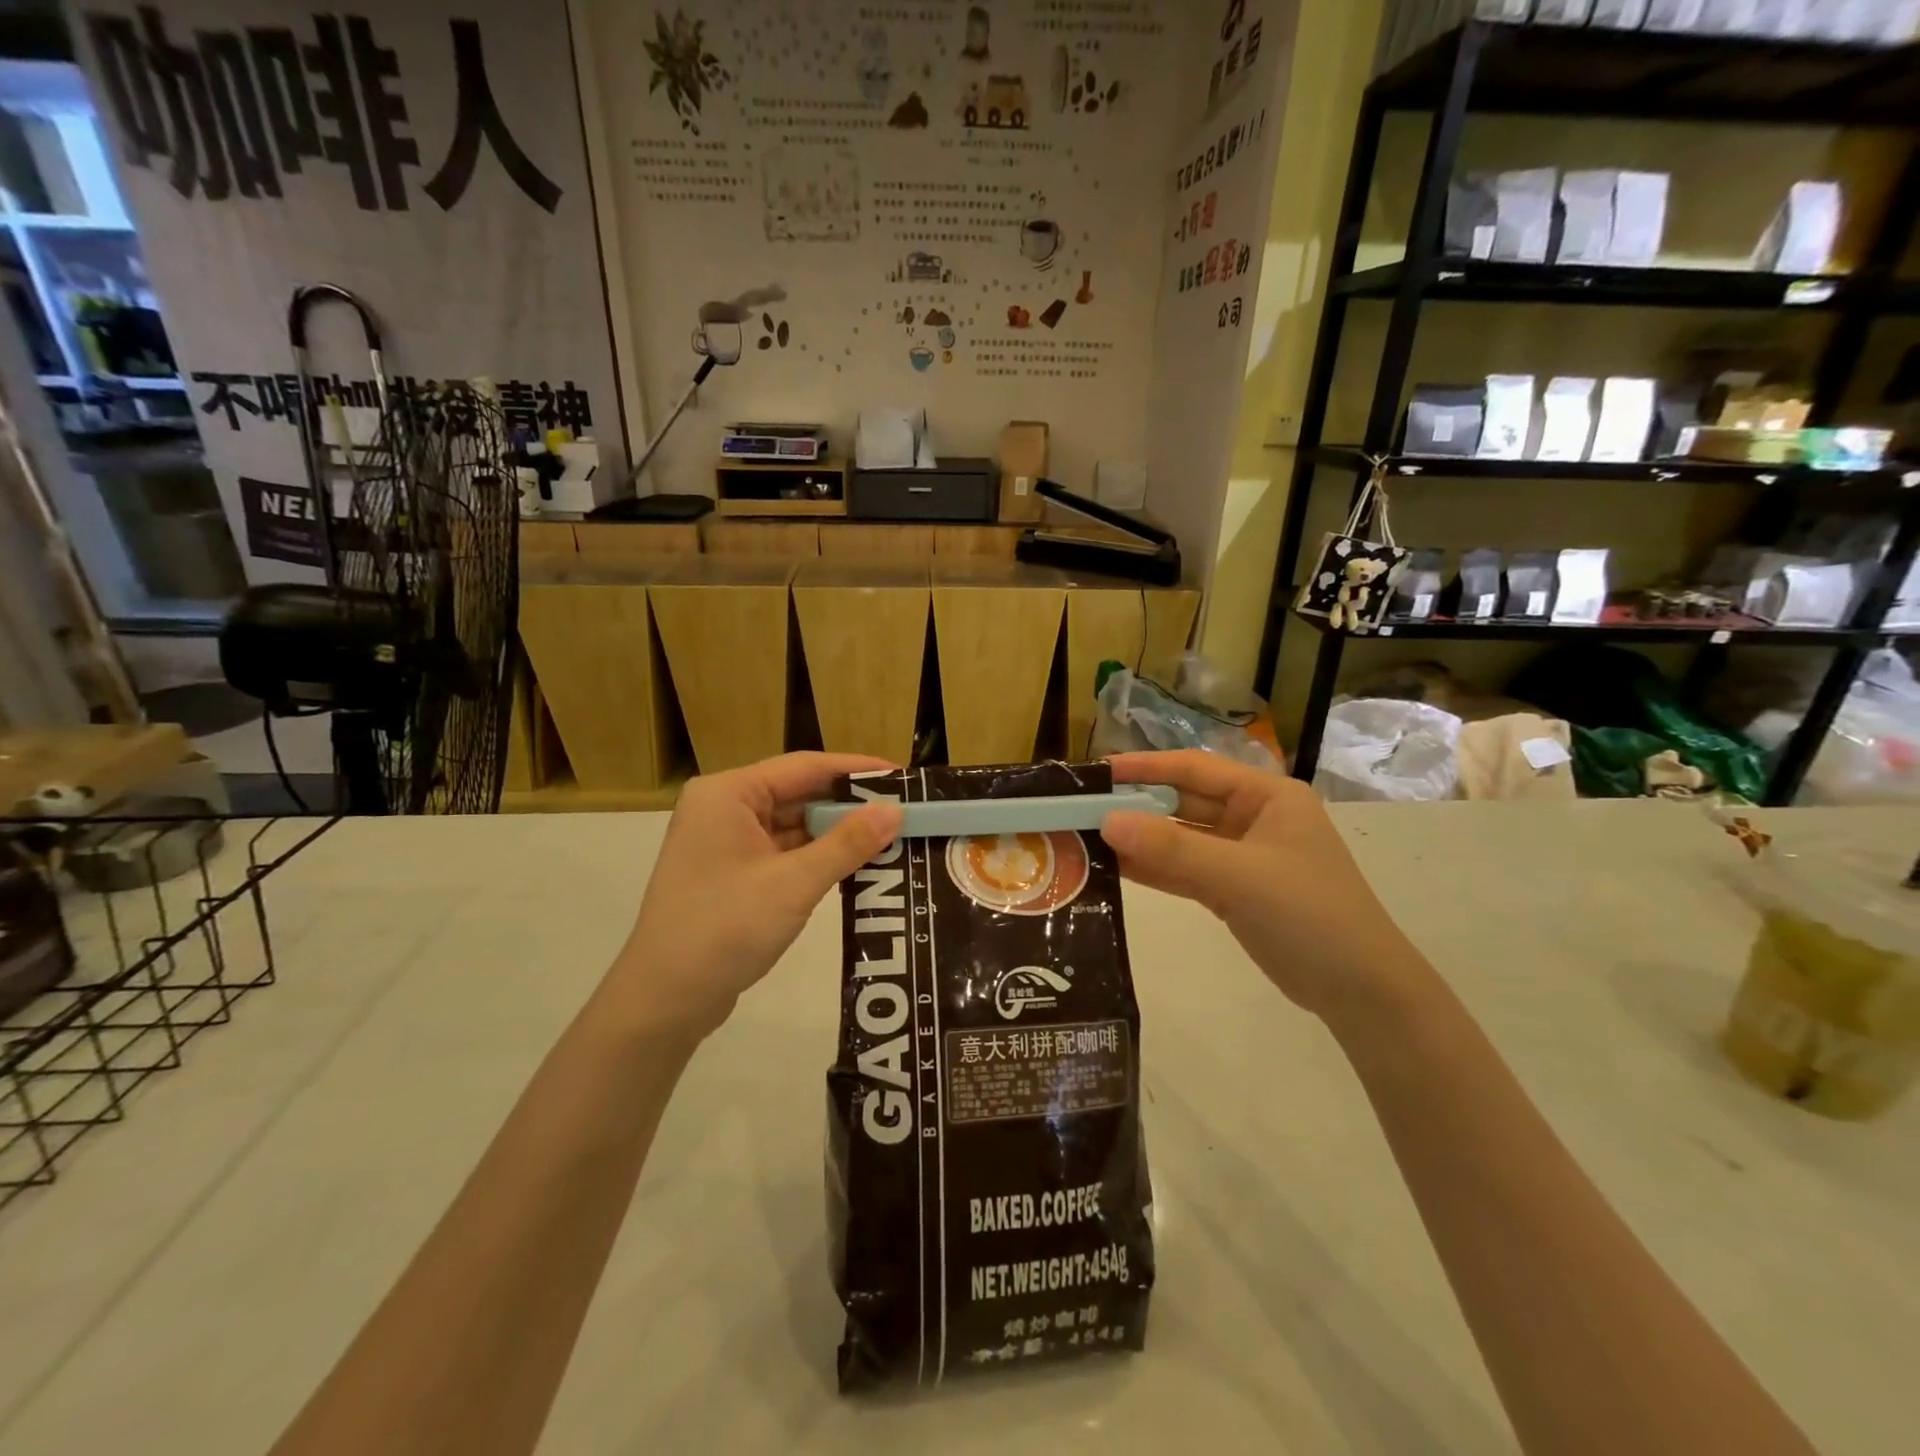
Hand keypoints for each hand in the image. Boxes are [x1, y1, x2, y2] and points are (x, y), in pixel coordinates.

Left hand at [611, 754, 902, 1039]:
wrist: (664, 1000)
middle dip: (850, 805)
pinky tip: (857, 864)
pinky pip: (785, 852)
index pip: (804, 767)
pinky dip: (818, 857)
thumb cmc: (724, 928)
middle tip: (904, 810)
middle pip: (799, 794)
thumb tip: (895, 810)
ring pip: (794, 826)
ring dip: (837, 834)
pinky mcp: (733, 874)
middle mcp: (724, 808)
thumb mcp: (793, 883)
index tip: (901, 776)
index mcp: (728, 794)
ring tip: (891, 836)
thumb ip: (847, 843)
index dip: (856, 770)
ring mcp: (726, 843)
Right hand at [1101, 750, 1427, 1021]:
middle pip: (1183, 803)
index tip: (1097, 771)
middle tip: (1081, 809)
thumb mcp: (1240, 876)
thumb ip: (1172, 849)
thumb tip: (1106, 821)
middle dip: (1135, 806)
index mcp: (1267, 796)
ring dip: (1139, 840)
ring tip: (1086, 838)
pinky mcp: (1233, 890)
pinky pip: (1184, 870)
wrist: (1361, 992)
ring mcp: (1242, 856)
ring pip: (1180, 839)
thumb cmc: (1310, 915)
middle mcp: (1253, 818)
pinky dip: (1154, 870)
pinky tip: (1114, 868)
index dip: (1145, 767)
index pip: (1194, 769)